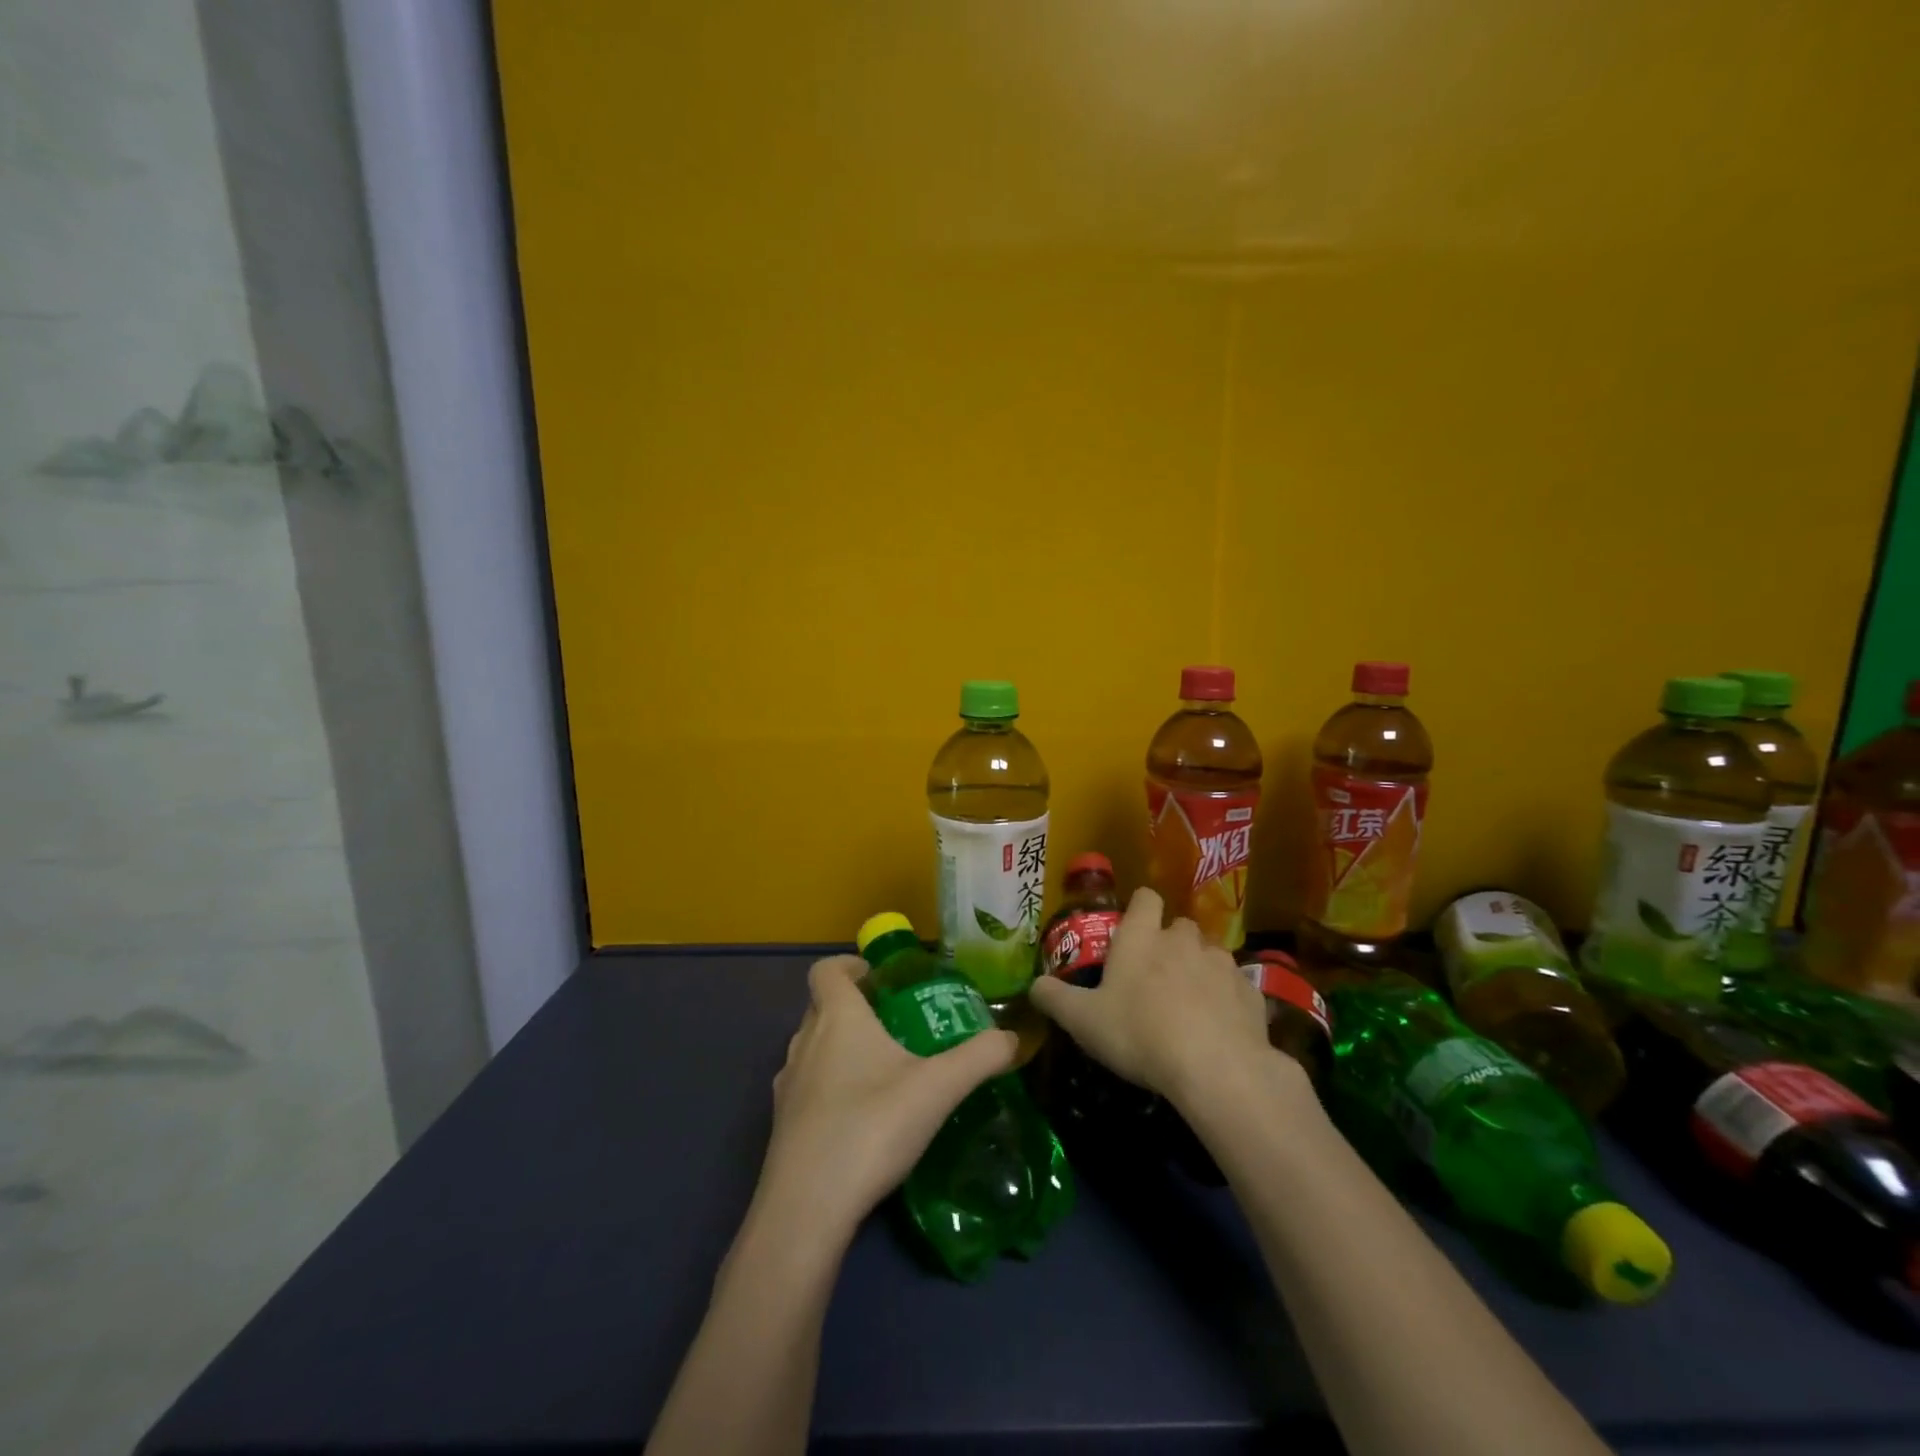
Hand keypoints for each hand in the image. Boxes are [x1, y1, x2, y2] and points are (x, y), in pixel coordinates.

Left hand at [754, 956, 1017, 1244]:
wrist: (806, 1208)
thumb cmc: (871, 1127)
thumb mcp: (938, 1088)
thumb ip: (980, 1057)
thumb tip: (1013, 1038)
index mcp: (837, 1018)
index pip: (826, 970)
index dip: (850, 965)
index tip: (881, 977)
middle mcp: (804, 1042)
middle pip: (821, 1005)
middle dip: (855, 1006)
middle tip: (896, 1022)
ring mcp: (787, 1085)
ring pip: (812, 1047)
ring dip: (840, 1047)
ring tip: (882, 1069)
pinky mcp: (782, 1125)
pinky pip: (806, 1087)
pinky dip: (830, 1087)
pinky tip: (861, 1117)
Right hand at [1028, 887, 1271, 1106]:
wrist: (1216, 1069)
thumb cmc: (1140, 1034)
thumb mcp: (1083, 1021)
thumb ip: (1055, 998)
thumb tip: (1034, 985)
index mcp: (1142, 937)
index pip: (1145, 898)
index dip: (1139, 909)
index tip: (1131, 931)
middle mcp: (1184, 940)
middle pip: (1179, 927)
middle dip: (1170, 944)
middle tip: (1155, 978)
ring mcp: (1222, 964)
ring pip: (1210, 955)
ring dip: (1200, 971)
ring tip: (1189, 1006)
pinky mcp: (1251, 993)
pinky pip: (1235, 987)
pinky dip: (1226, 1000)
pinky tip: (1218, 1029)